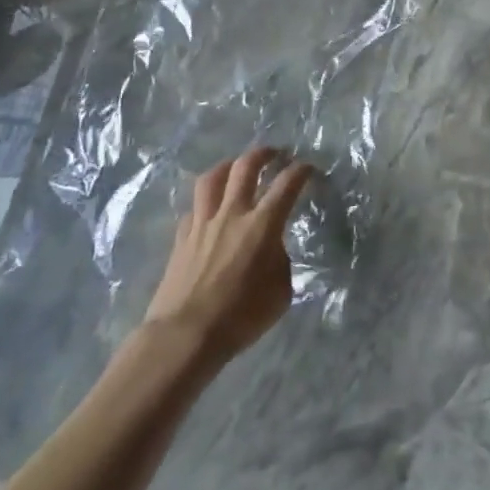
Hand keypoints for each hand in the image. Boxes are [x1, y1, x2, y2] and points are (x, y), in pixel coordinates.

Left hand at [141, 146, 313, 366]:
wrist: (185, 336)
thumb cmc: (241, 316)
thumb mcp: (281, 291)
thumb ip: (280, 262)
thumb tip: (271, 251)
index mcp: (264, 224)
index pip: (288, 183)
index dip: (301, 170)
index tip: (308, 168)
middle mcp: (233, 214)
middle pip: (246, 167)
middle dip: (263, 154)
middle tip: (274, 153)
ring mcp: (203, 224)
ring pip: (212, 179)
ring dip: (228, 166)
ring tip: (236, 167)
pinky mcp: (181, 239)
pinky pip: (193, 209)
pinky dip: (204, 204)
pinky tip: (209, 211)